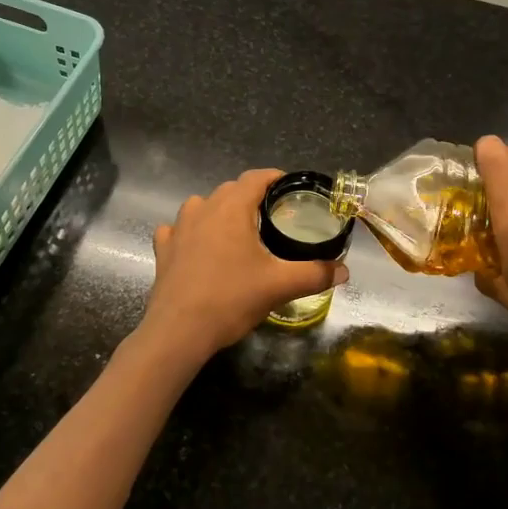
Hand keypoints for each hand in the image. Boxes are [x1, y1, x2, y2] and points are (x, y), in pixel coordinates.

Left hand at [137, 170, 348, 364]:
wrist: (179, 331)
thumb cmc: (231, 299)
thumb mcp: (280, 286)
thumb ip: (315, 274)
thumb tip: (344, 271)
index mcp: (231, 208)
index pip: (256, 178)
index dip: (276, 178)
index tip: (291, 189)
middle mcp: (203, 209)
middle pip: (230, 190)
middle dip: (251, 197)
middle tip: (272, 217)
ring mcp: (178, 228)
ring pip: (202, 205)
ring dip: (219, 211)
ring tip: (236, 231)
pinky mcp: (163, 249)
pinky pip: (177, 229)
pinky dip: (190, 232)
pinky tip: (198, 247)